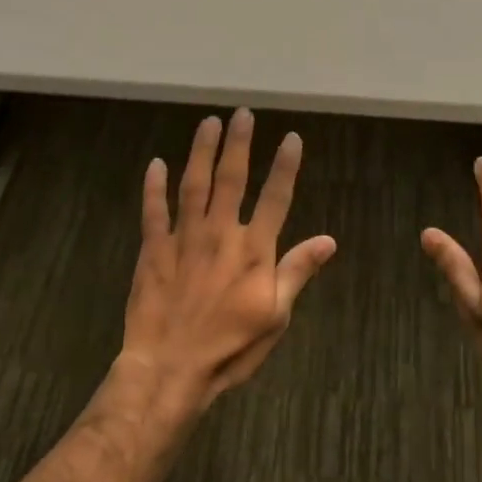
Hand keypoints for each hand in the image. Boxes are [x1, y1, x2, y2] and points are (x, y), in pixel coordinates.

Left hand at [115, 109, 335, 417]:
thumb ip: (297, 272)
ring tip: (208, 123)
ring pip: (193, 184)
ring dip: (201, 151)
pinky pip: (153, 210)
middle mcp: (220, 233)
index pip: (275, 197)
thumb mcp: (275, 316)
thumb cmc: (230, 348)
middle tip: (242, 113)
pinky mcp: (153, 249)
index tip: (291, 138)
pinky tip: (155, 163)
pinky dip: (153, 186)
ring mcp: (183, 238)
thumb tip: (328, 240)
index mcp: (254, 250)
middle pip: (232, 179)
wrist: (170, 368)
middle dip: (239, 144)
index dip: (285, 166)